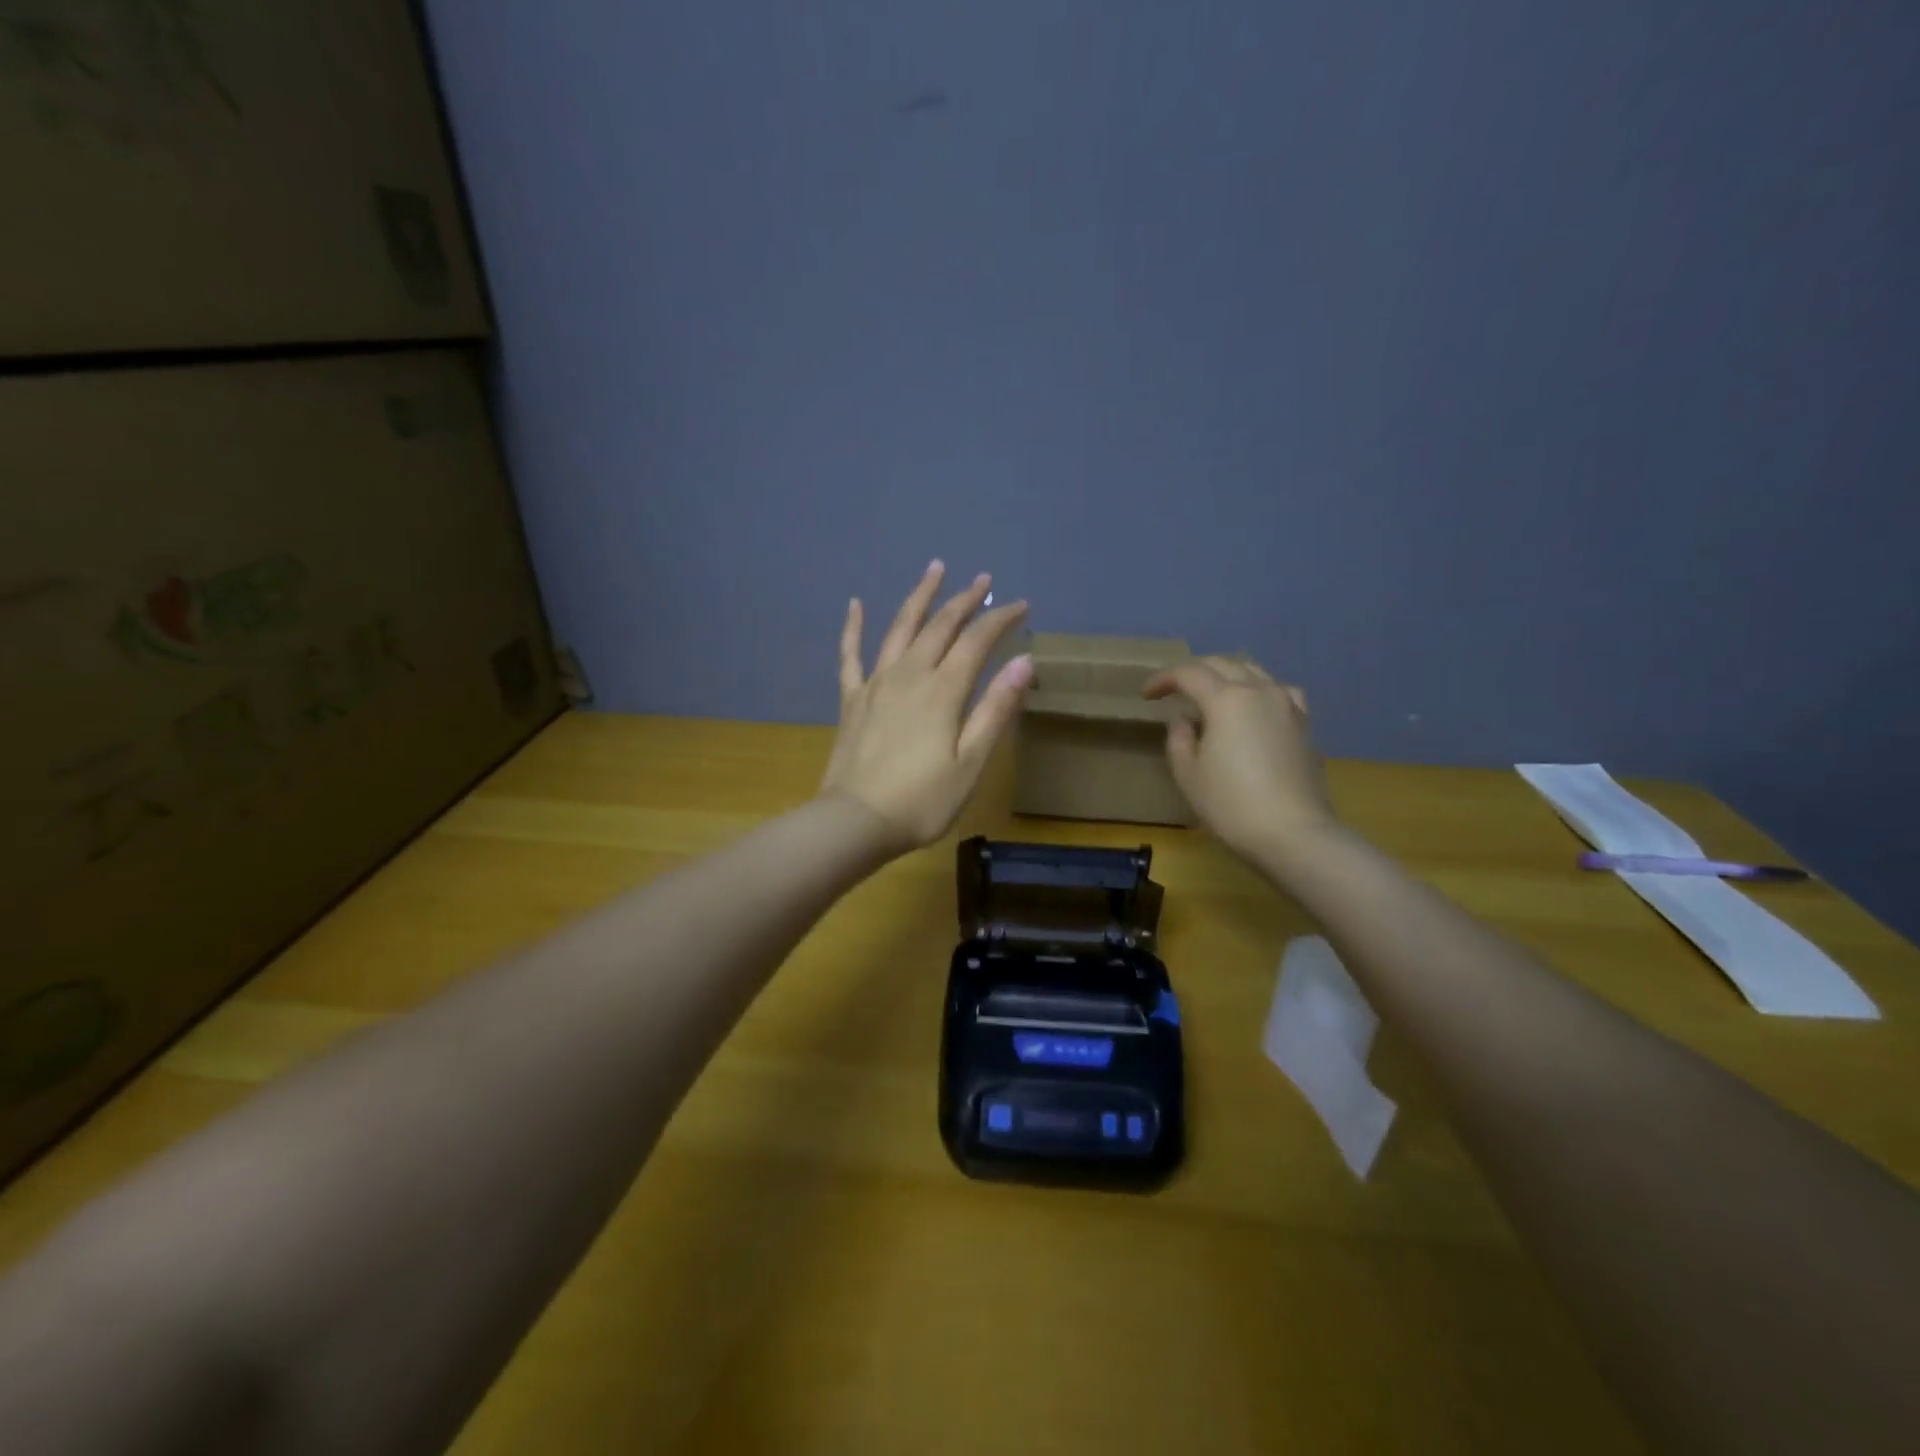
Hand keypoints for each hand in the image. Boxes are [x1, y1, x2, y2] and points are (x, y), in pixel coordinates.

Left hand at [820, 562, 1032, 854]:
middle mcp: (909, 675)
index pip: (977, 641)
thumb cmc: (922, 801)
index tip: (1020, 605)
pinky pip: (851, 655)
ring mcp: (876, 684)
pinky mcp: (852, 700)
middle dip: (965, 600)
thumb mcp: (971, 762)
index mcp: (943, 691)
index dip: (1000, 619)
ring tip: (935, 569)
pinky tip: (855, 605)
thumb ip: (996, 709)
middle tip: (983, 578)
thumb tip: (1024, 661)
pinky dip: (853, 627)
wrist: (854, 822)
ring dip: (920, 597)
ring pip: (899, 628)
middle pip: (940, 626)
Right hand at [1143, 656, 1337, 863]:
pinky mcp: (1304, 723)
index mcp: (1226, 699)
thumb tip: (1184, 720)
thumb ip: (1179, 738)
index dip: (1163, 679)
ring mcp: (1287, 705)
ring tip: (1212, 693)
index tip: (1146, 694)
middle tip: (1174, 689)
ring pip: (1253, 671)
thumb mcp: (1188, 774)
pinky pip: (1278, 691)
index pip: (1189, 674)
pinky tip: (1254, 706)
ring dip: (1227, 675)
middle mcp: (1259, 691)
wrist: (1293, 834)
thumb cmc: (1231, 805)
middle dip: (1194, 672)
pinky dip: (1258, 690)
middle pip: (1223, 664)